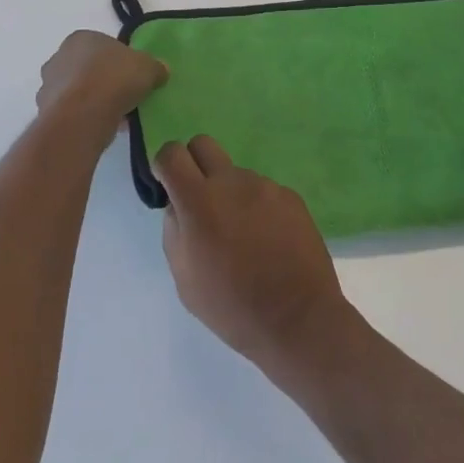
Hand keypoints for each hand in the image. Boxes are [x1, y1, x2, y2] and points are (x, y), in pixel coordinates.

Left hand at [36, 31, 167, 144]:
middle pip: (86, 68)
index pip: (102, 46)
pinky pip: (71, 113)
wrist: (83, 115)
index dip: (119, 60)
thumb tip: (161, 70)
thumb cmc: (114, 79)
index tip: (131, 75)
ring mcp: (48, 86)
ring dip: (92, 101)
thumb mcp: (147, 67)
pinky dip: (85, 118)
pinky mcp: (46, 112)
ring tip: (116, 115)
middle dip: (102, 80)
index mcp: (81, 38)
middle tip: (124, 95)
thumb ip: (154, 67)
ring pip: (77, 92)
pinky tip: (103, 127)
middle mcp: (59, 58)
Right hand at [153, 136, 355, 373]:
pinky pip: (262, 191)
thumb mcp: (185, 279)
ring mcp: (264, 185)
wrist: (298, 318)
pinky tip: (268, 241)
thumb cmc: (233, 308)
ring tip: (243, 238)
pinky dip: (257, 208)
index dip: (165, 166)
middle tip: (200, 201)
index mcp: (199, 202)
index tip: (168, 188)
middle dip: (194, 165)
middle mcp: (232, 182)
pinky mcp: (289, 195)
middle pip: (203, 144)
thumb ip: (174, 232)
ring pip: (235, 174)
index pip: (172, 153)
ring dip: (230, 194)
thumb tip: (177, 207)